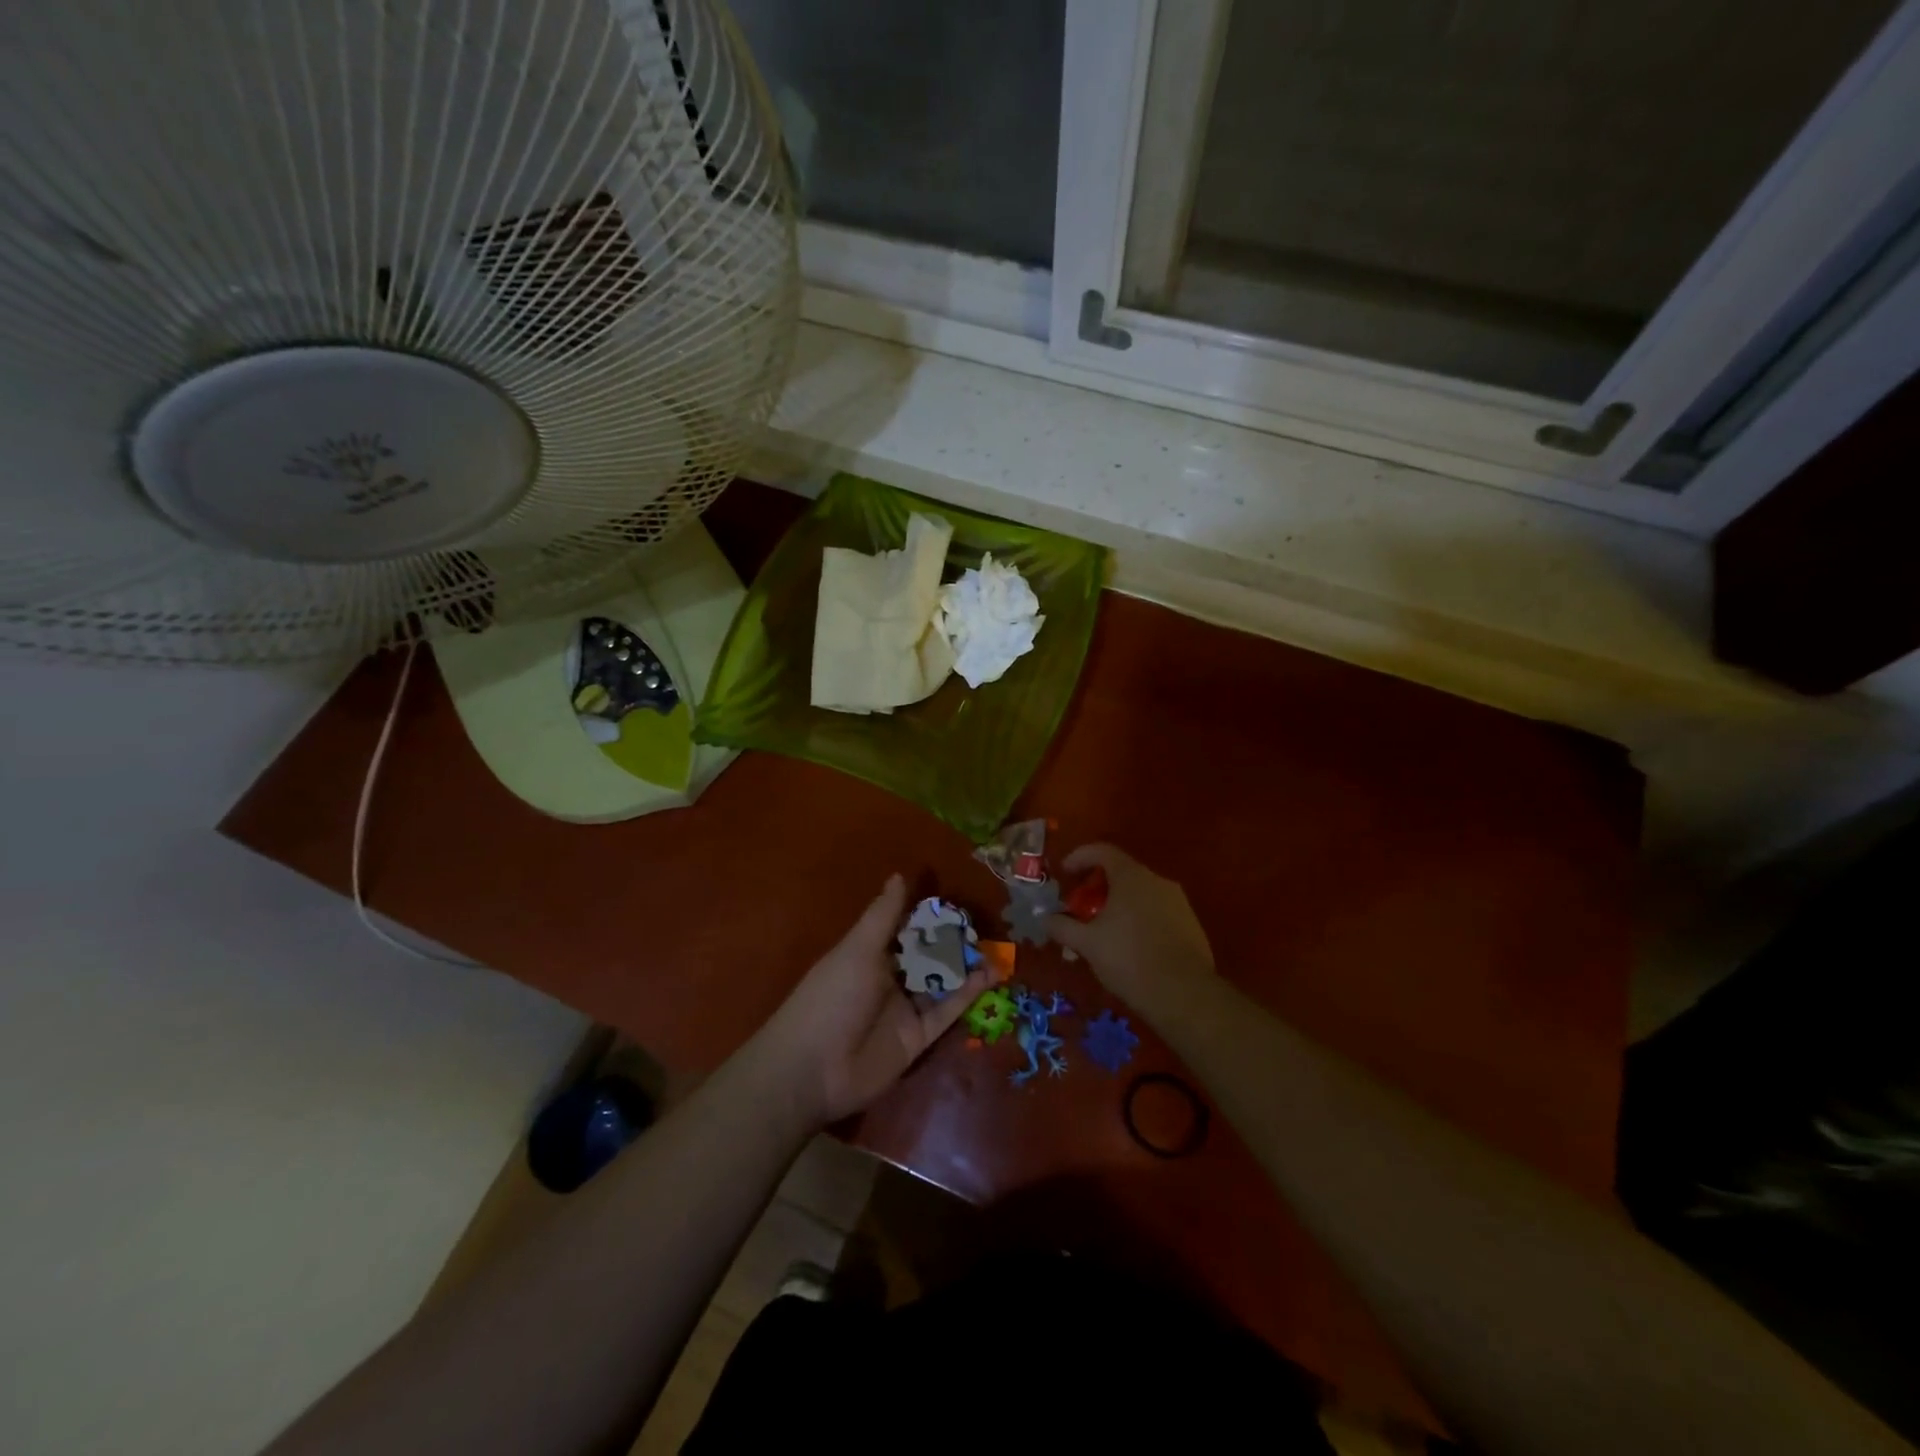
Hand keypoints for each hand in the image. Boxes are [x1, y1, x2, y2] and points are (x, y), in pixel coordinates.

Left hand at [752, 875, 988, 1126]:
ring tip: (997, 948)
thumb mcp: (858, 950)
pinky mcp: (919, 1038)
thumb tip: (899, 875)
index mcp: (870, 953)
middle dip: (953, 941)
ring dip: (966, 966)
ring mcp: (905, 1009)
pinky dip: (968, 994)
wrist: (813, 1069)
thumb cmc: (832, 997)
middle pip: (927, 955)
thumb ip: (884, 916)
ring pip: (942, 982)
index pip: (905, 927)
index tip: (958, 898)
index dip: (929, 914)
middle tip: (986, 925)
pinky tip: (990, 975)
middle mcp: (890, 978)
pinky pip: (947, 1011)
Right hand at [1046, 843, 1214, 1011]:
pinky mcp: (1191, 925)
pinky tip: (1130, 948)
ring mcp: (1178, 902)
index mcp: (1131, 877)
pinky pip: (1157, 912)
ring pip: (1140, 895)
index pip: (1101, 850)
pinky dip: (1138, 921)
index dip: (1079, 857)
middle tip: (1080, 910)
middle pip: (1121, 873)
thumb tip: (1046, 918)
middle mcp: (1157, 881)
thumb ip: (1063, 926)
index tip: (1064, 873)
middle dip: (1097, 889)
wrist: (1185, 994)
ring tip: (1103, 935)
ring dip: (1118, 907)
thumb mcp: (1087, 944)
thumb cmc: (1129, 959)